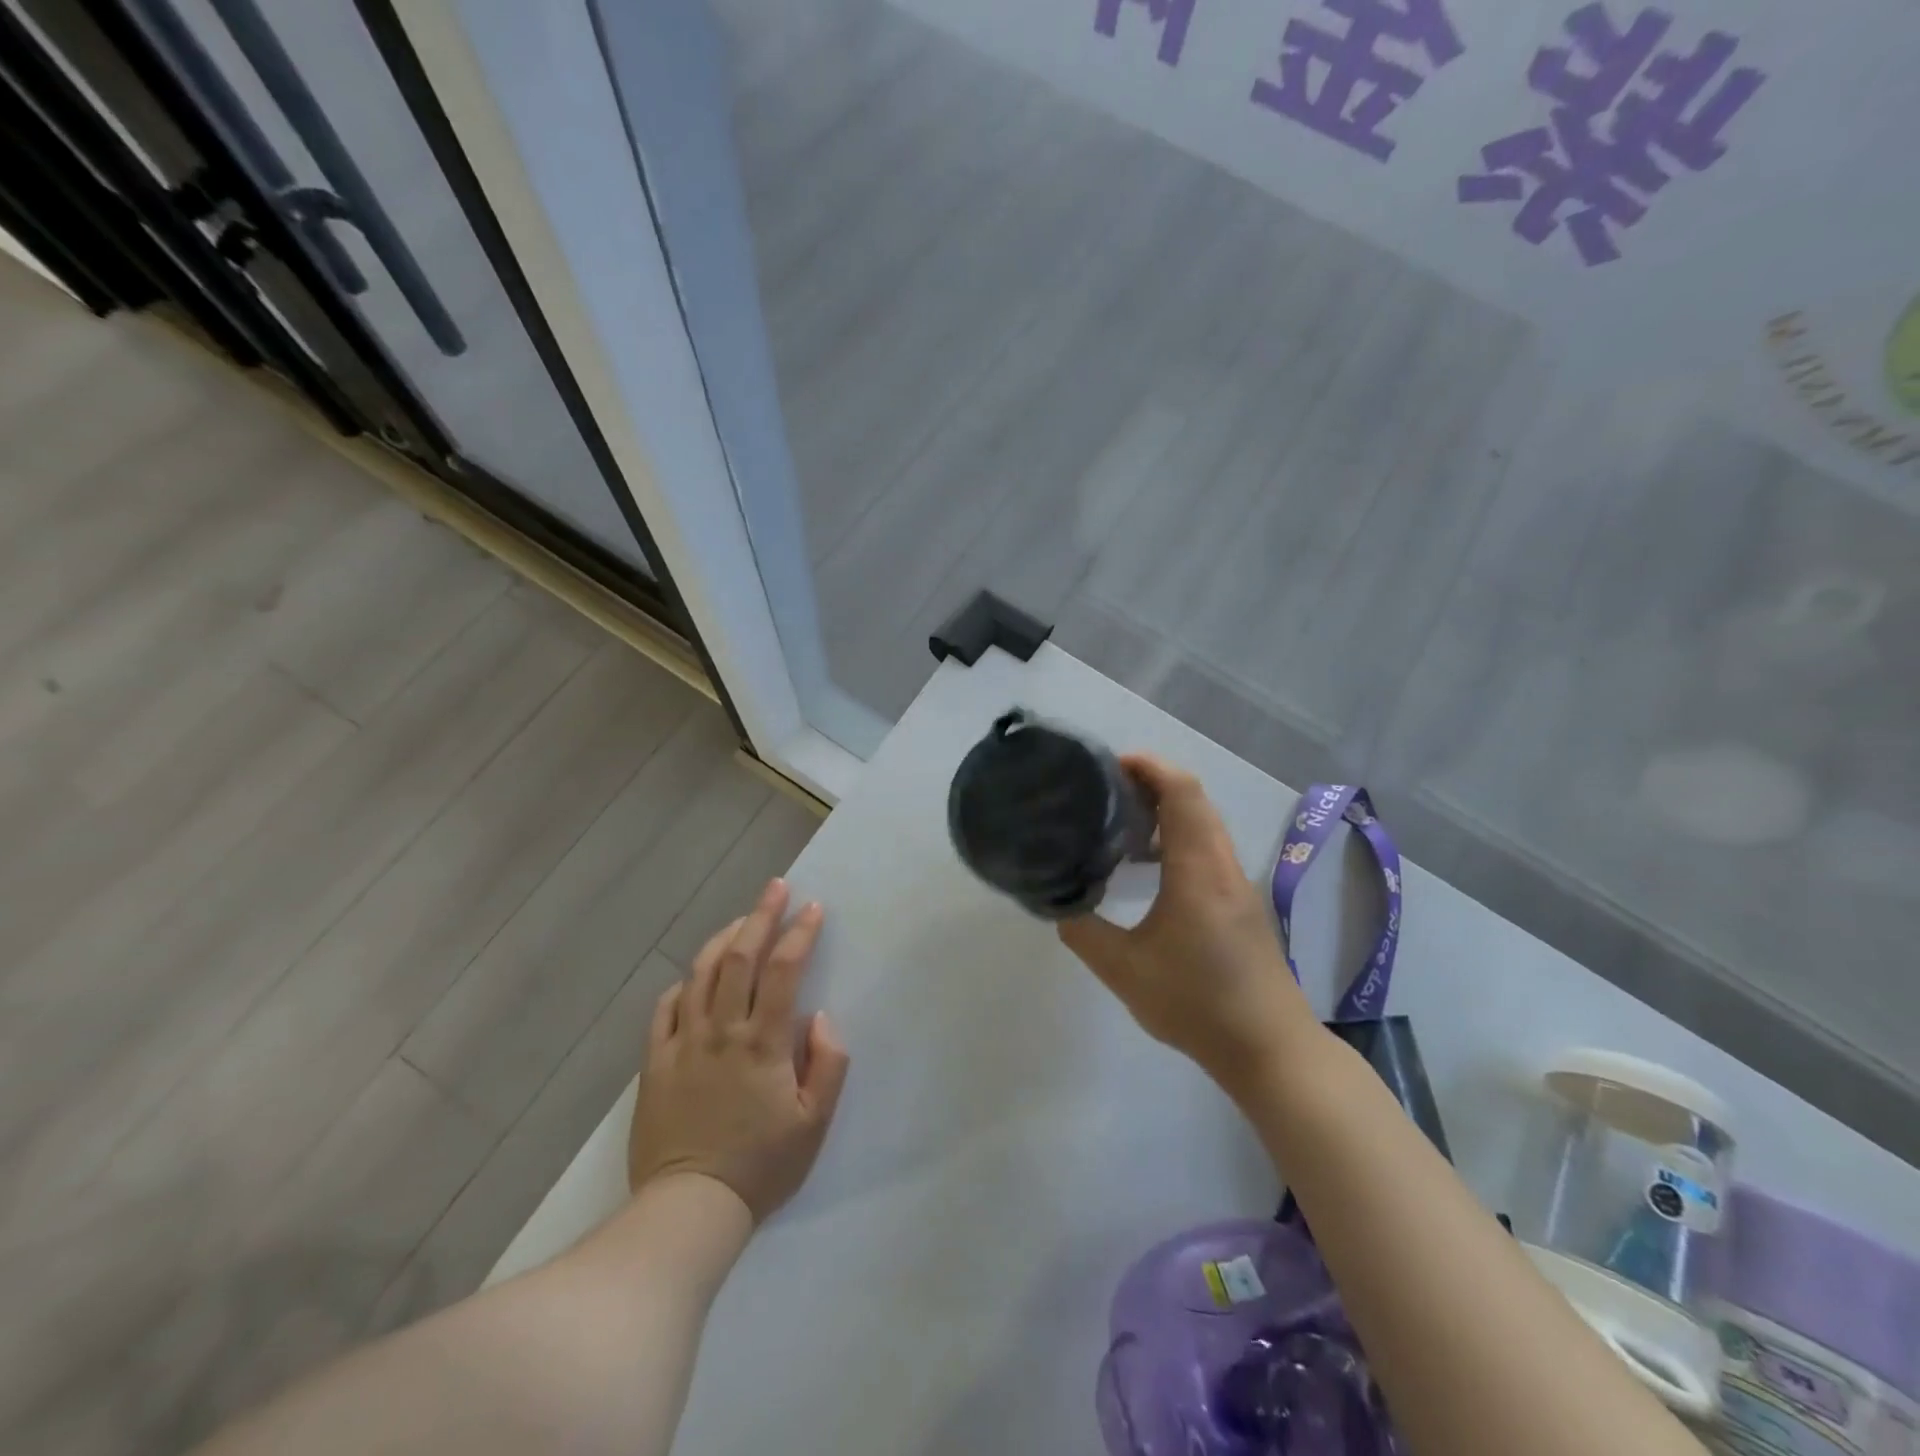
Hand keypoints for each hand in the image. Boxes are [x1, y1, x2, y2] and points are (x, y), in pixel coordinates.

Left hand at [628, 878, 849, 1222]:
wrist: (689, 1209)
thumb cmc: (762, 1166)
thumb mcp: (815, 1123)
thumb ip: (828, 1063)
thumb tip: (820, 1017)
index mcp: (763, 1043)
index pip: (784, 971)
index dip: (800, 934)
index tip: (813, 909)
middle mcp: (722, 1031)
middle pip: (739, 957)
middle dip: (761, 915)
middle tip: (776, 887)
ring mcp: (683, 1043)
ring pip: (700, 973)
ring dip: (723, 938)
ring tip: (742, 920)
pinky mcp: (655, 1061)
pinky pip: (666, 1008)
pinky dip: (684, 983)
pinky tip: (695, 976)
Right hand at [1058, 754, 1315, 1095]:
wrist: (1270, 1049)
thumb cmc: (1197, 1004)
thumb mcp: (1124, 970)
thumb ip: (1084, 931)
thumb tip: (1059, 903)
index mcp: (1198, 870)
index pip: (1181, 792)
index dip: (1149, 767)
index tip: (1110, 764)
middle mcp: (1223, 866)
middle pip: (1195, 799)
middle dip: (1152, 782)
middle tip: (1105, 789)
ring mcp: (1237, 885)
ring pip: (1204, 824)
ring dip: (1167, 810)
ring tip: (1121, 822)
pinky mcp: (1242, 904)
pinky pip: (1209, 848)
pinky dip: (1178, 837)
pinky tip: (1150, 868)